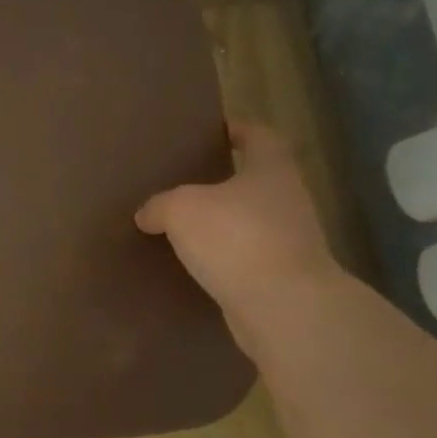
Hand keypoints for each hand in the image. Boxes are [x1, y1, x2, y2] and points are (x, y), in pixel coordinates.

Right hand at [135, 122, 342, 351]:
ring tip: (181, 228)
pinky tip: (192, 266)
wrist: (283, 307)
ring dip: (221, 225)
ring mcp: (289, 243)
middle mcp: (287, 201)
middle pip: (255, 182)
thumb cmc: (236, 238)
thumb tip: (148, 214)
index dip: (240, 130)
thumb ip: (160, 205)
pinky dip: (222, 260)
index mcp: (271, 171)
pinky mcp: (281, 279)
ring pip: (248, 224)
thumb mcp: (181, 209)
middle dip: (223, 182)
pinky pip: (244, 260)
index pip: (260, 137)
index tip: (217, 130)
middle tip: (184, 182)